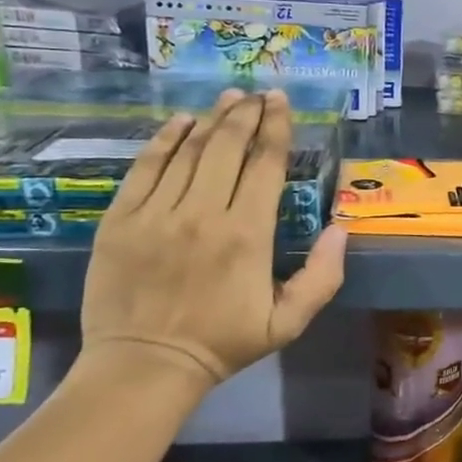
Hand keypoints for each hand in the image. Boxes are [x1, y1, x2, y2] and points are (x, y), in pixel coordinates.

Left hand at [81, 89, 346, 395]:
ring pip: (188, 151)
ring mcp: (157, 214)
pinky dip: (164, 140)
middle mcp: (203, 214)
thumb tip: (340, 227)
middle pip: (227, 147)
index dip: (276, 128)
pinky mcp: (120, 220)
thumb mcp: (289, 321)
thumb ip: (323, 275)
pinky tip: (180, 122)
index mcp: (248, 235)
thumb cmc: (224, 342)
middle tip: (257, 94)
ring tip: (228, 99)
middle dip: (246, 114)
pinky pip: (145, 168)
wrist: (144, 367)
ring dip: (211, 119)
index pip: (265, 165)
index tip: (281, 102)